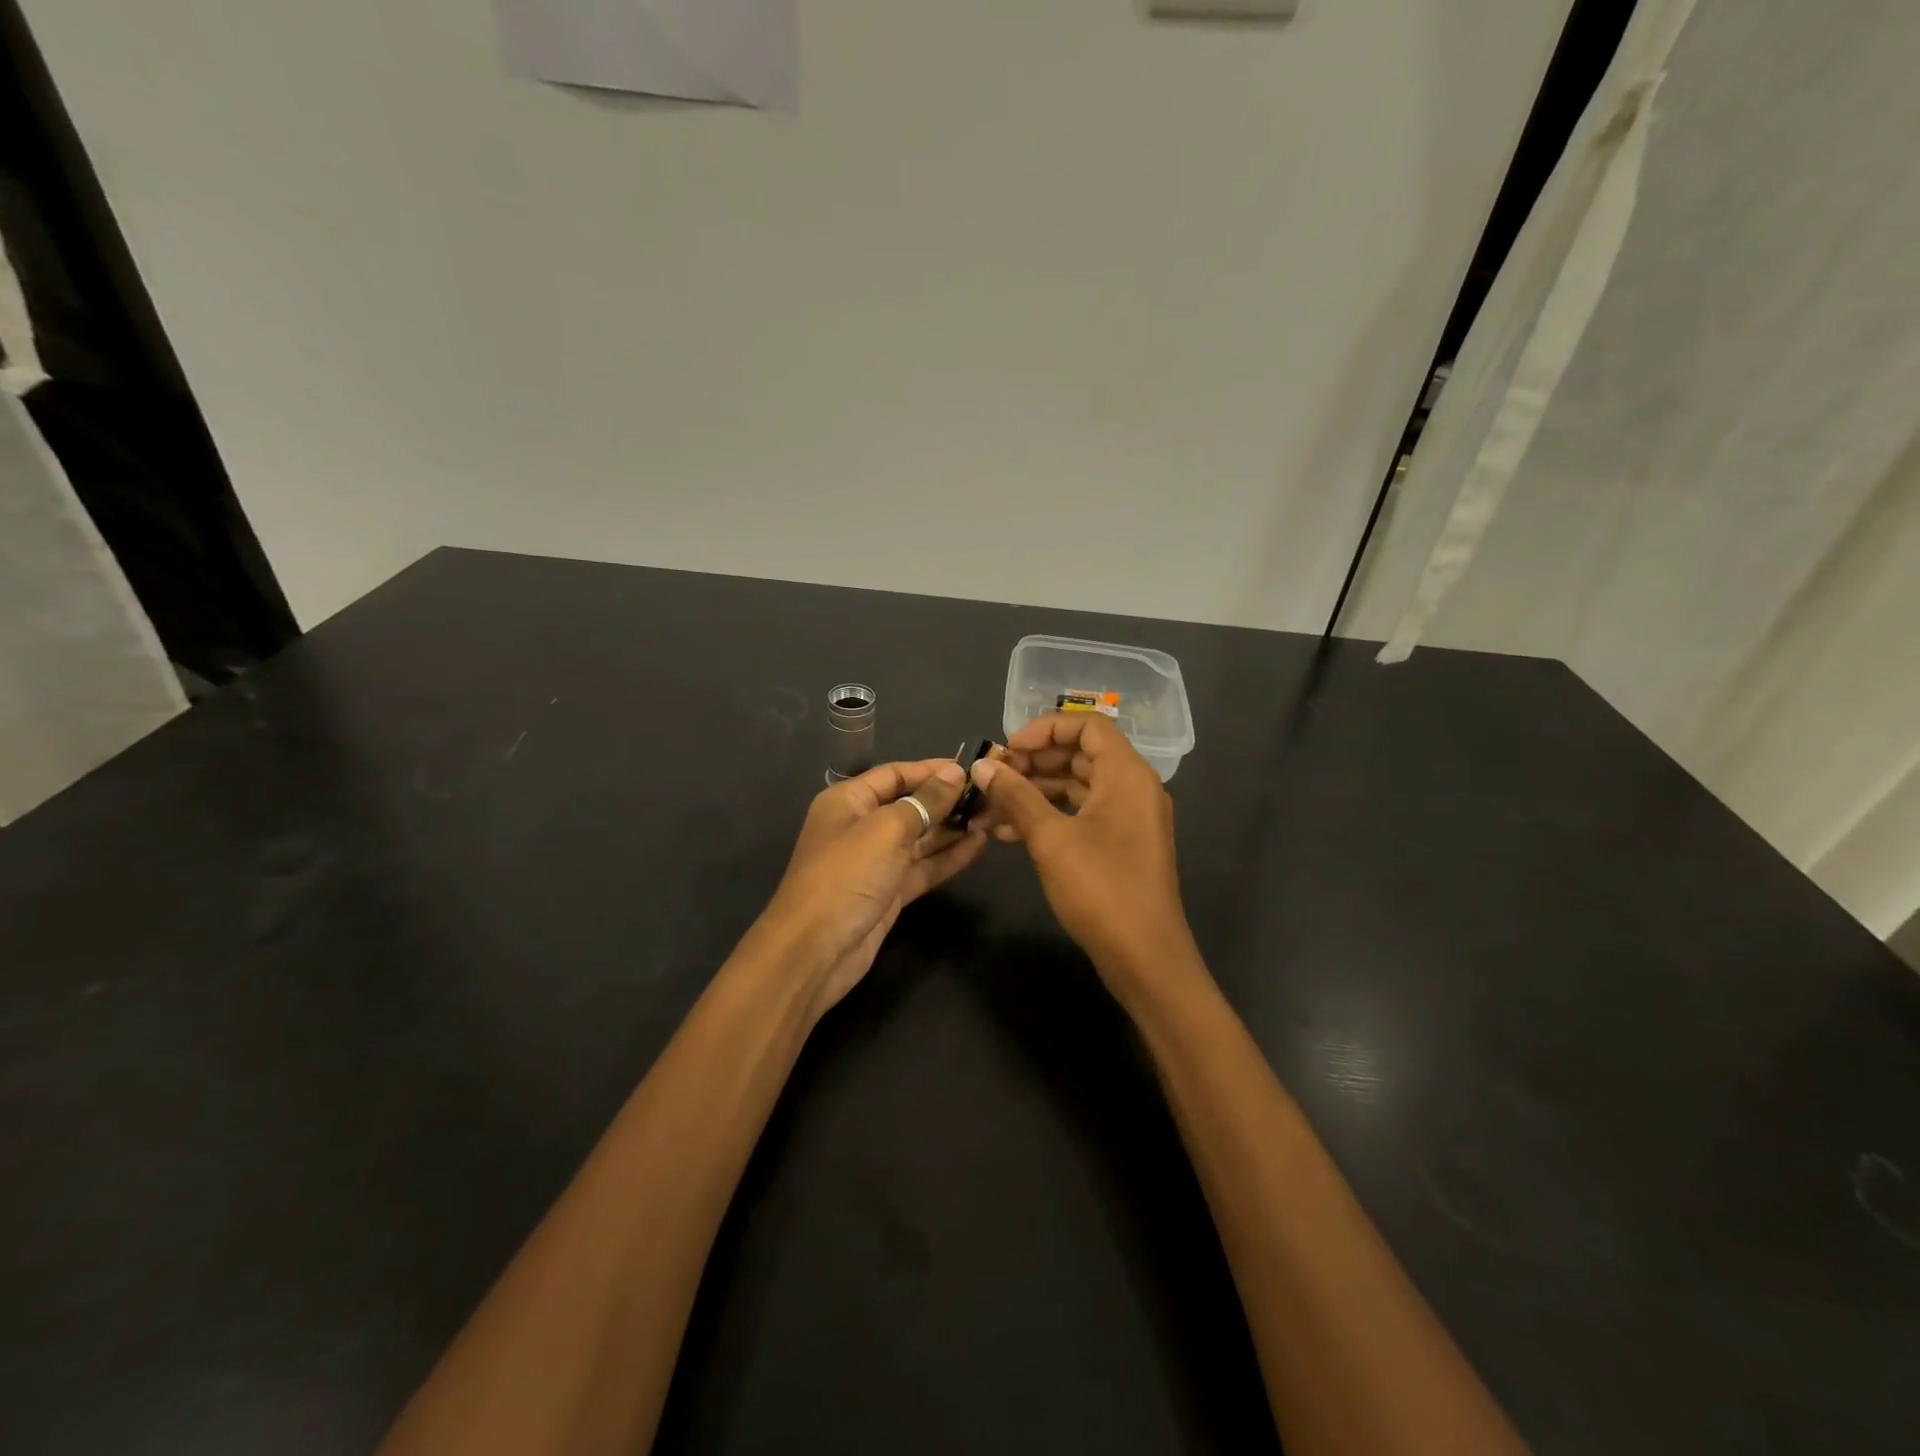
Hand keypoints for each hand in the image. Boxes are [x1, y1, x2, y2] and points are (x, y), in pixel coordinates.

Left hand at [761, 760, 986, 1012]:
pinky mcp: (889, 892)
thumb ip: (925, 801)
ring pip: (920, 838)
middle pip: (910, 805)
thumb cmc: (846, 876)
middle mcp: (861, 826)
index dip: (932, 770)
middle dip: (947, 800)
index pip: (895, 774)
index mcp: (848, 801)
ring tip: (992, 818)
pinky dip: (948, 857)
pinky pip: (923, 867)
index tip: (972, 768)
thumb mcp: (886, 830)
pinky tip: (979, 846)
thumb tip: (955, 773)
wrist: (815, 951)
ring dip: (953, 828)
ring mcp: (876, 862)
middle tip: (991, 796)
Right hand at [971, 714, 1197, 988]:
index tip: (1007, 749)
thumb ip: (1015, 796)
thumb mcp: (1050, 838)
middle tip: (993, 777)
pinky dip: (1048, 817)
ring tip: (990, 807)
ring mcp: (1127, 818)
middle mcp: (1132, 788)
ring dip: (1034, 793)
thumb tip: (982, 766)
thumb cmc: (1100, 888)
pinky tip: (1007, 834)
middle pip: (1080, 755)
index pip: (1087, 726)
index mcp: (1127, 774)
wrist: (1144, 958)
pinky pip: (1080, 816)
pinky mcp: (1119, 845)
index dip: (1044, 729)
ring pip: (1076, 788)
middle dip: (1033, 763)